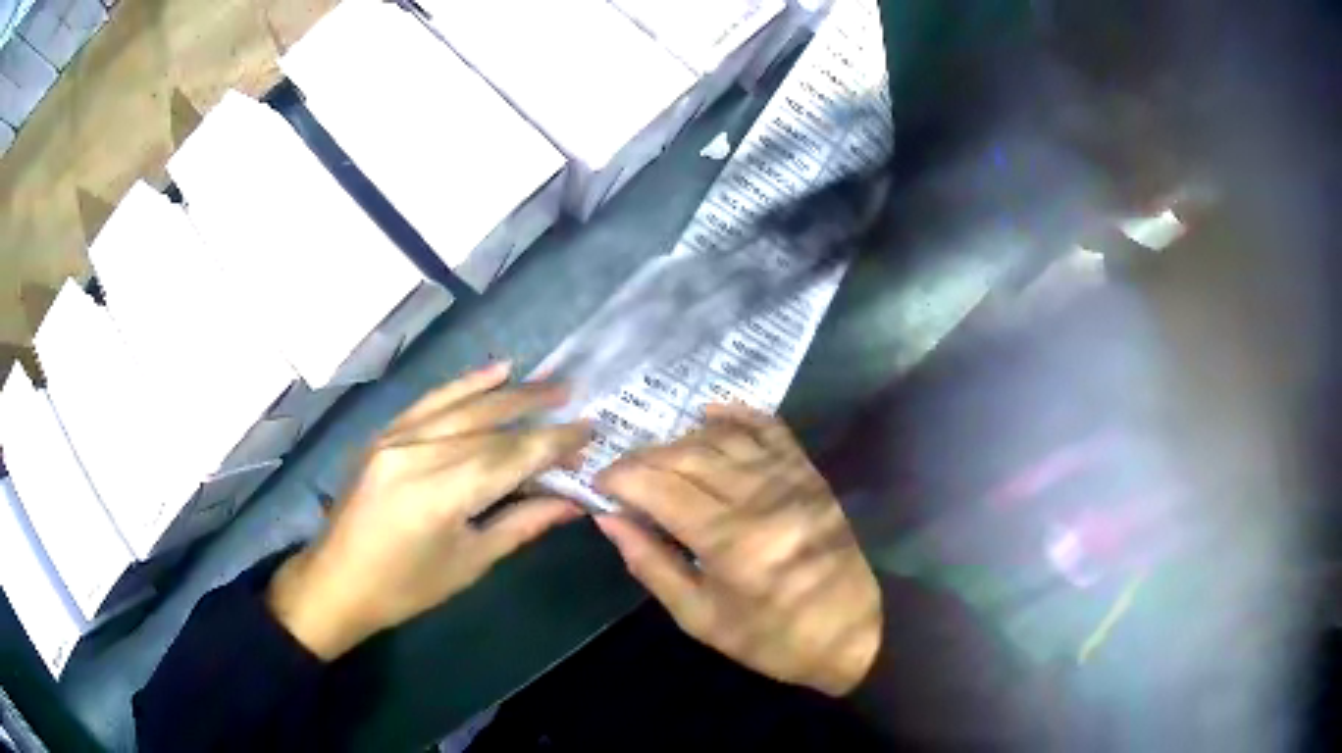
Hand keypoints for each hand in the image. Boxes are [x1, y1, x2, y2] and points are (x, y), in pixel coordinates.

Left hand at [268, 361, 590, 659]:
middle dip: (536, 414)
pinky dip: (463, 385)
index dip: (552, 443)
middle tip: (576, 398)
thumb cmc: (406, 588)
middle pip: (488, 427)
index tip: (588, 431)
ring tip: (547, 380)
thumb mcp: (469, 563)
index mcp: (439, 494)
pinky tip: (493, 372)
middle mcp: (416, 454)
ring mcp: (395, 439)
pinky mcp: (384, 435)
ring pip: (461, 406)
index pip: (509, 457)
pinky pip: (429, 402)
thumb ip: (522, 524)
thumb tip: (572, 502)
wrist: (337, 582)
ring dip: (507, 392)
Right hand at [594, 404, 881, 695]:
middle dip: (643, 458)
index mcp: (729, 541)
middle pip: (686, 455)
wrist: (850, 632)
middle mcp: (758, 497)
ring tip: (658, 458)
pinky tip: (708, 414)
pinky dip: (735, 414)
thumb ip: (651, 563)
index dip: (620, 478)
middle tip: (622, 474)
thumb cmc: (770, 637)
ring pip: (721, 436)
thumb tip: (608, 519)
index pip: (659, 487)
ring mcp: (789, 479)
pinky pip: (769, 428)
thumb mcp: (699, 617)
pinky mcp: (808, 474)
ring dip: (680, 439)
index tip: (599, 484)